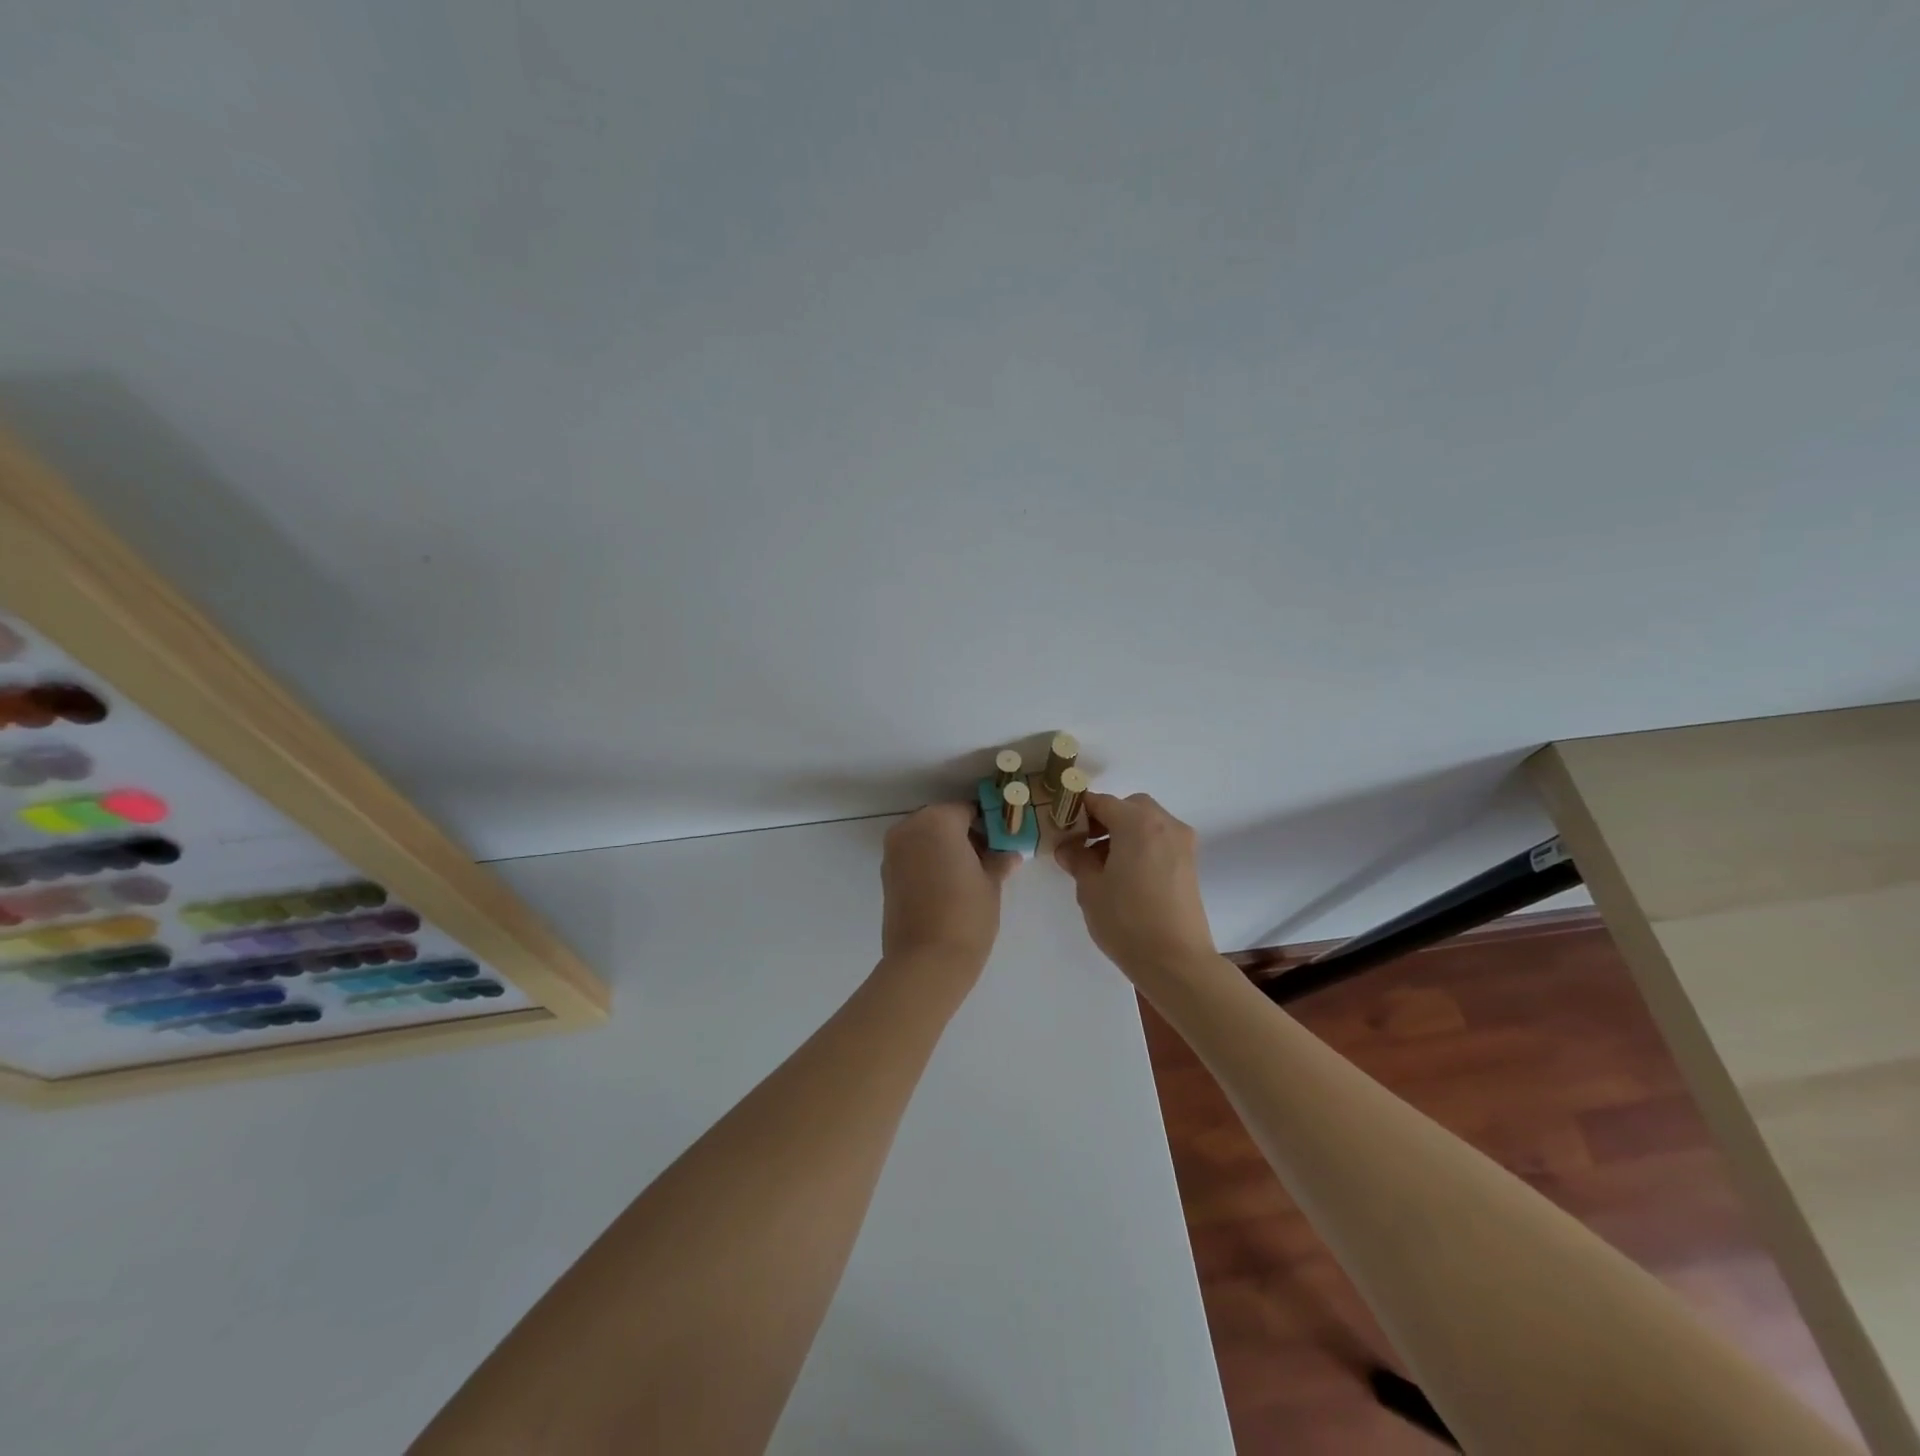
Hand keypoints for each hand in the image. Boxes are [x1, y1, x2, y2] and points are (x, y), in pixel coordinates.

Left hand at [881, 803, 1019, 971]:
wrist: (926, 961)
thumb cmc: (966, 915)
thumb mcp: (992, 884)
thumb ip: (998, 860)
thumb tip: (1008, 853)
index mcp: (938, 820)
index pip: (968, 810)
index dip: (988, 825)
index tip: (1002, 843)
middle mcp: (910, 828)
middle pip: (943, 821)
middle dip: (964, 835)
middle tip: (987, 860)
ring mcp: (893, 851)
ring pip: (925, 838)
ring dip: (945, 849)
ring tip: (968, 877)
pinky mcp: (886, 875)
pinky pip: (913, 857)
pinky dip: (929, 863)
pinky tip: (948, 887)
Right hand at [1054, 792, 1217, 978]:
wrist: (1176, 962)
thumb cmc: (1127, 920)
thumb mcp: (1090, 888)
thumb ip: (1077, 858)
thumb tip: (1068, 847)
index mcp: (1137, 823)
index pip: (1100, 802)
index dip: (1077, 811)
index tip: (1060, 826)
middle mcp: (1164, 824)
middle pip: (1128, 807)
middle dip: (1104, 819)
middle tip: (1082, 843)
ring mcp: (1182, 844)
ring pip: (1146, 823)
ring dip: (1123, 832)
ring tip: (1101, 864)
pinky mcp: (1189, 864)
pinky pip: (1159, 840)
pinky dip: (1140, 845)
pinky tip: (1124, 875)